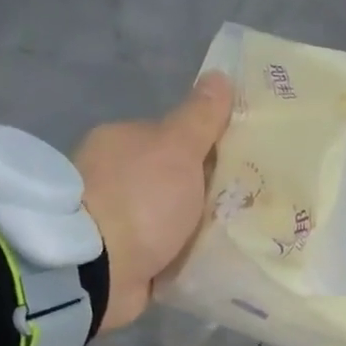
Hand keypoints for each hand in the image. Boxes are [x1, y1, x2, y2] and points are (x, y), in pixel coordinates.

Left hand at [74, 73, 234, 331]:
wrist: (99, 269)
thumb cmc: (141, 200)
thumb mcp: (178, 149)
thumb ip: (200, 118)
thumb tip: (220, 76)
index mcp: (122, 142)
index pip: (173, 139)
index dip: (208, 150)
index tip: (242, 167)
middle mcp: (114, 178)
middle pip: (173, 181)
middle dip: (203, 194)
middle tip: (247, 207)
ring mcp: (115, 222)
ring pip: (169, 220)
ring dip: (194, 230)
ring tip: (236, 240)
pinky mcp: (121, 261)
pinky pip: (163, 255)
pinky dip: (182, 258)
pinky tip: (210, 263)